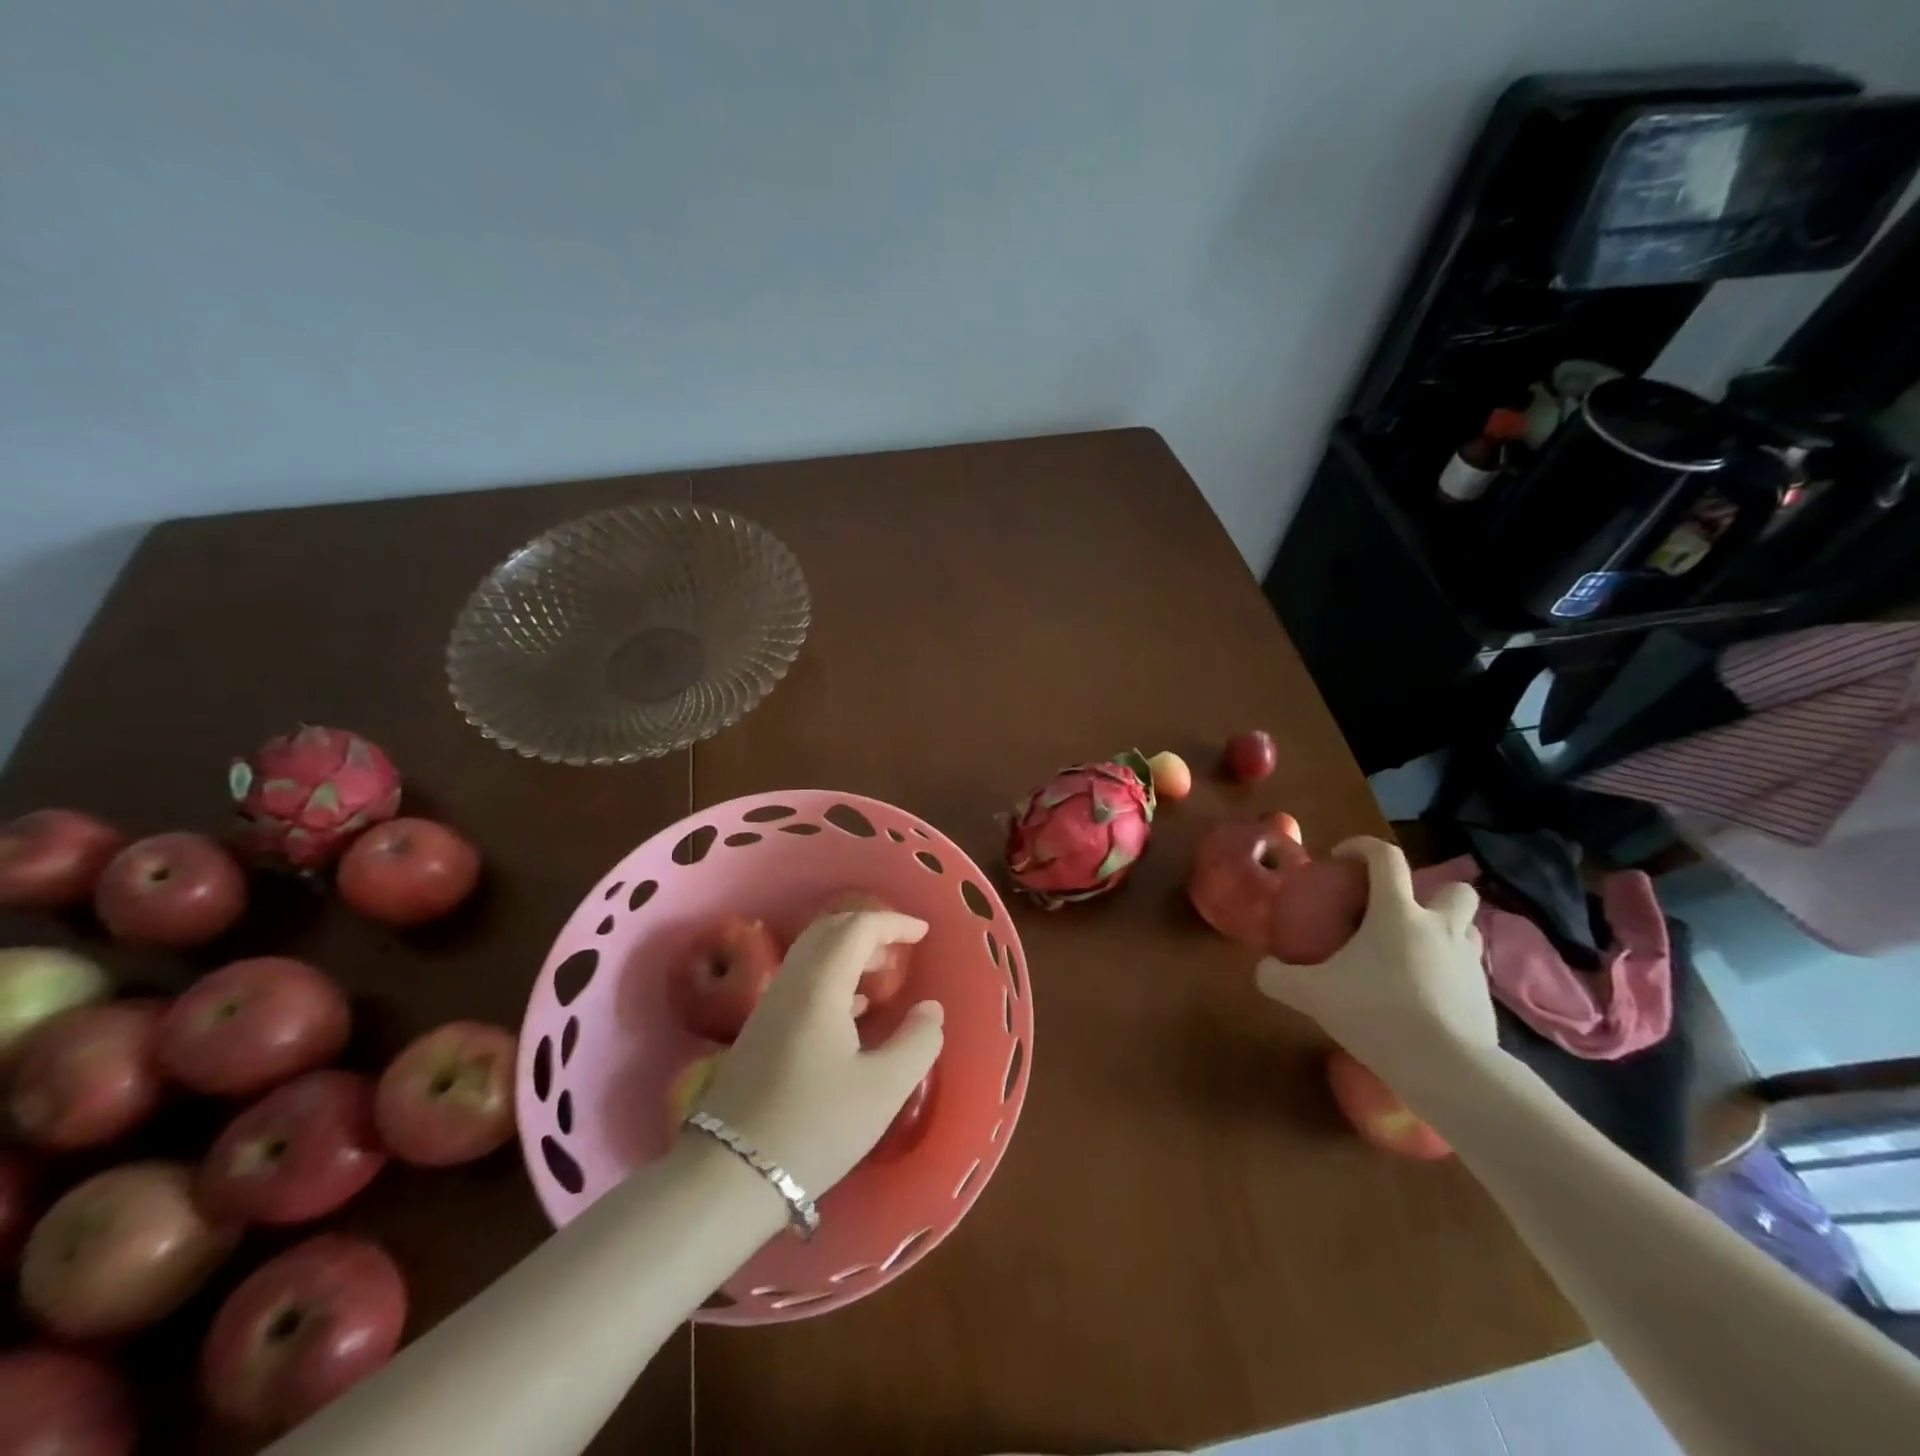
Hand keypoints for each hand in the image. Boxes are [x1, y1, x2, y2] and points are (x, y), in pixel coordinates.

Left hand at [694, 910, 943, 1199]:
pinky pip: (802, 980)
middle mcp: (791, 984)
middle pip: (829, 931)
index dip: (893, 923)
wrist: (730, 1174)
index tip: (924, 934)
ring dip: (849, 952)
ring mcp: (770, 1007)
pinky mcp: (761, 1032)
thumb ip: (917, 1042)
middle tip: (902, 947)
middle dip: (868, 929)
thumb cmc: (815, 1126)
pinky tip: (853, 1009)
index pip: (857, 929)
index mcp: (820, 986)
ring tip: (882, 974)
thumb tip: (930, 1009)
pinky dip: (833, 976)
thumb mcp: (883, 1089)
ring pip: (812, 955)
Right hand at [1254, 837, 1492, 1091]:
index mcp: (1398, 913)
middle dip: (1431, 893)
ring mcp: (1469, 961)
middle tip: (1398, 914)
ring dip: (1445, 932)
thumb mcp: (1312, 995)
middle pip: (1453, 889)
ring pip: (1467, 930)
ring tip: (1413, 954)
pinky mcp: (1484, 997)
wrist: (1447, 1068)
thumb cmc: (1376, 1013)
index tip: (1342, 858)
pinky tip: (1424, 998)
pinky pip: (1467, 971)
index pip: (1385, 857)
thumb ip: (1279, 978)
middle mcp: (1440, 927)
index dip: (1362, 847)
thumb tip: (1262, 969)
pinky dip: (1448, 974)